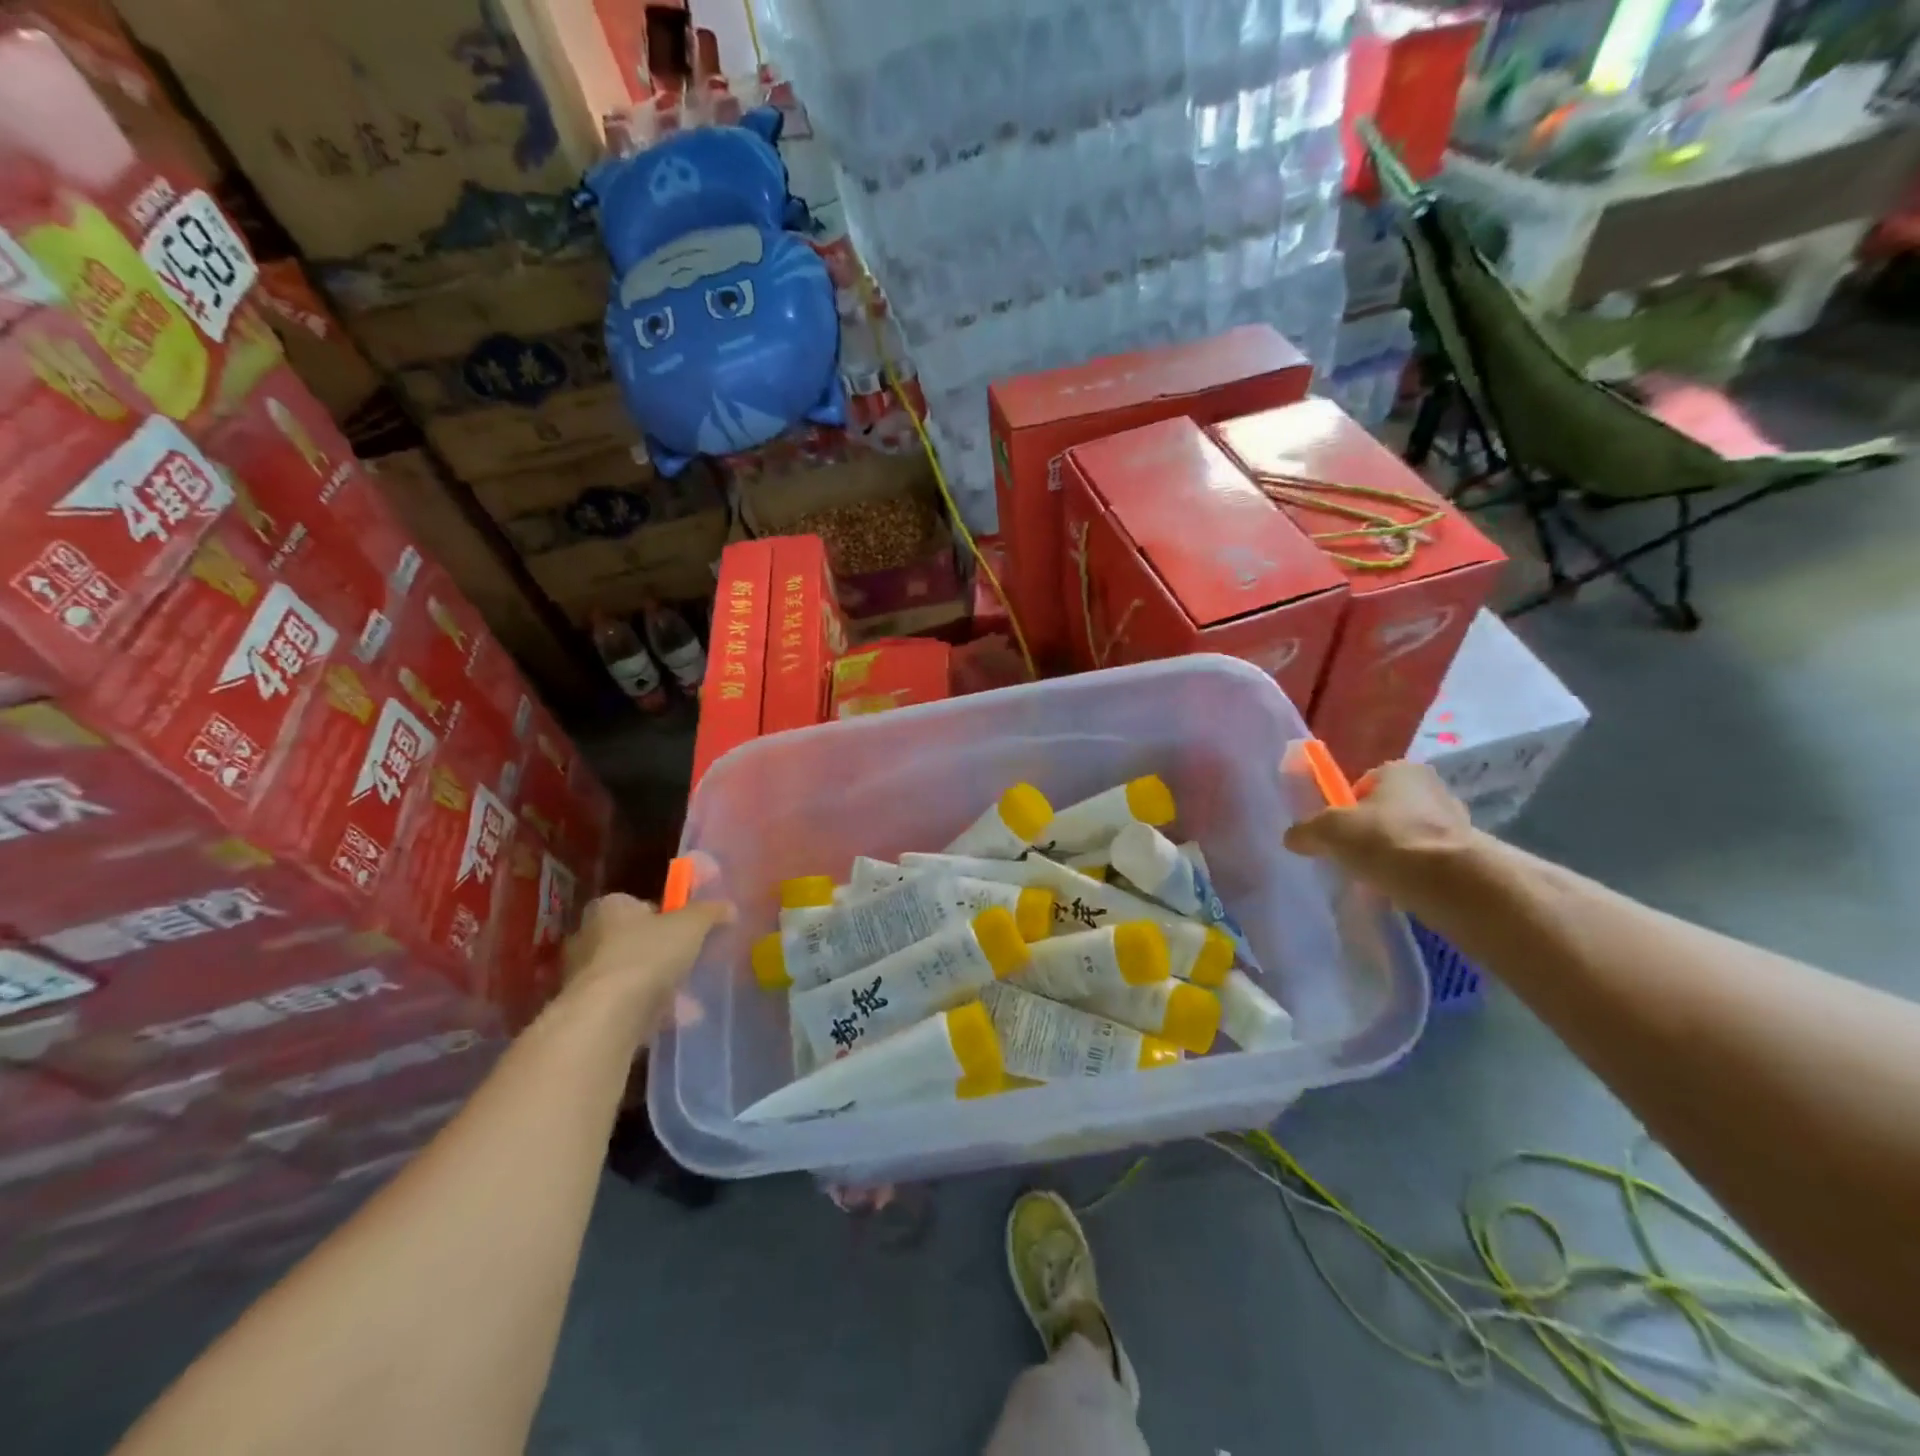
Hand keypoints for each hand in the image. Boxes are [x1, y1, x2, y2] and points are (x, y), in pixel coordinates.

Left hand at [563, 893, 733, 1042]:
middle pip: (636, 939)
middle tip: (691, 961)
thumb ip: (710, 912)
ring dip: (658, 983)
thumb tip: (729, 908)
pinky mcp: (589, 1010)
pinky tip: (674, 1017)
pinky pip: (626, 1004)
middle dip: (664, 952)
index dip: (668, 915)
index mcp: (609, 907)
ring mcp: (585, 976)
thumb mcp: (691, 925)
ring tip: (689, 995)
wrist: (608, 1017)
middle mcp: (589, 937)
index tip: (690, 930)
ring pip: (632, 974)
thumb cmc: (648, 954)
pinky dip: (649, 1009)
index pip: (642, 904)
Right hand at [1284, 760, 1475, 893]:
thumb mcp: (1327, 831)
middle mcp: (1432, 788)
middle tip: (1352, 857)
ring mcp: (1456, 822)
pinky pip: (1428, 862)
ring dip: (1393, 855)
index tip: (1337, 833)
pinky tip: (1400, 891)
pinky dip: (1413, 874)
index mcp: (1400, 769)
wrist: (1453, 883)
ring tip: (1376, 878)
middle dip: (1371, 832)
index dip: (1346, 807)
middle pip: (1388, 810)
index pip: (1364, 784)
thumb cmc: (1385, 840)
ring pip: (1409, 837)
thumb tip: (1293, 838)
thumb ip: (1305, 831)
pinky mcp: (1469, 856)